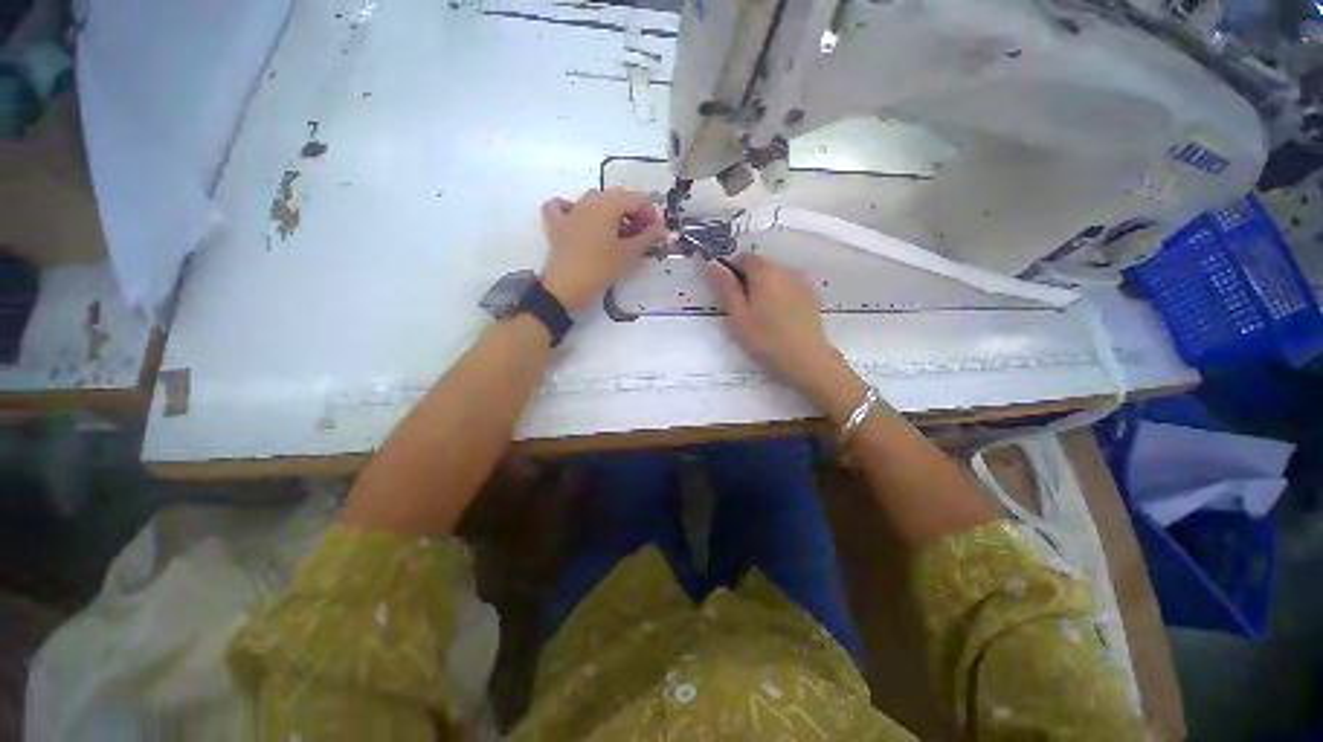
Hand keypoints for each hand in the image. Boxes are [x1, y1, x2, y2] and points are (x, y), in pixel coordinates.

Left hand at [540, 188, 669, 310]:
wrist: (566, 287)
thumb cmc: (601, 268)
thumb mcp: (629, 254)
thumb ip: (648, 237)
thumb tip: (663, 228)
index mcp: (609, 204)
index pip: (637, 199)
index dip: (651, 213)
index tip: (658, 232)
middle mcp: (590, 200)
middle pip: (618, 196)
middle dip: (633, 212)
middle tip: (642, 235)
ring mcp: (571, 210)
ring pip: (595, 199)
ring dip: (611, 211)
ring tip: (619, 233)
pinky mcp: (557, 224)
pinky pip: (562, 206)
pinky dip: (572, 208)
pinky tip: (580, 219)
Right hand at [706, 254, 843, 389]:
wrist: (806, 358)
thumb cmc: (766, 338)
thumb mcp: (738, 315)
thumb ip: (725, 287)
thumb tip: (711, 262)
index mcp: (764, 271)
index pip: (743, 258)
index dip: (732, 272)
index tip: (729, 295)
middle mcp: (785, 269)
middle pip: (761, 266)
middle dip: (749, 281)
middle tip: (744, 309)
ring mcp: (801, 282)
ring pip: (776, 277)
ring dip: (766, 288)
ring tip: (762, 315)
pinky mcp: (812, 296)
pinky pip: (790, 287)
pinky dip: (781, 295)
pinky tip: (780, 318)